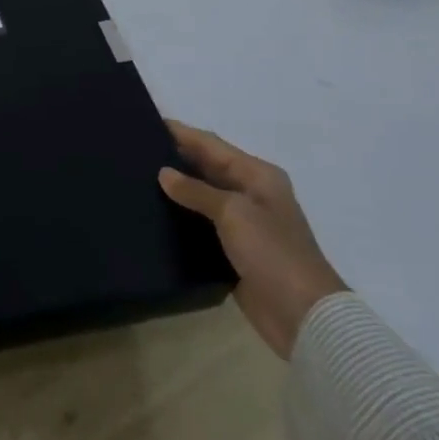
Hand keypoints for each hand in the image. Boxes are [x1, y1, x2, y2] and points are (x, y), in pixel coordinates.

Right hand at [158, 121, 346, 358]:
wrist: (304, 317)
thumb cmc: (273, 253)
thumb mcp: (233, 212)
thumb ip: (196, 190)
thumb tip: (164, 173)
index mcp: (258, 175)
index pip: (212, 145)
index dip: (182, 133)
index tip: (147, 122)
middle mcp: (251, 193)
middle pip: (207, 167)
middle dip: (176, 158)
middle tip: (134, 150)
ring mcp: (244, 223)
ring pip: (202, 196)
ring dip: (177, 189)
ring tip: (137, 178)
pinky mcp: (234, 250)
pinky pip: (202, 224)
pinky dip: (182, 217)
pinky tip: (155, 214)